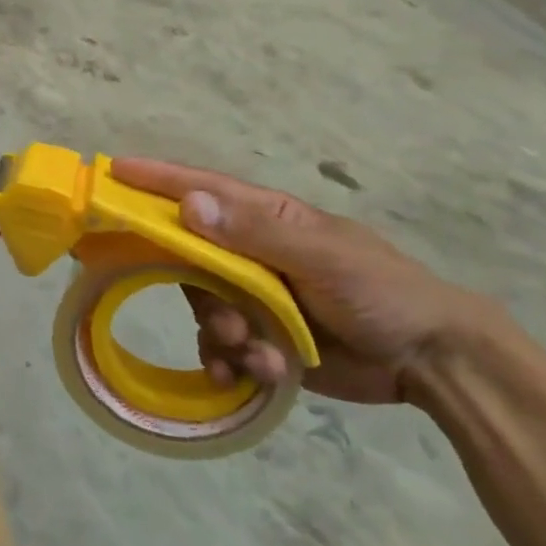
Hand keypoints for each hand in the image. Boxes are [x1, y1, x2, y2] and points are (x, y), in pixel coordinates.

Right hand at [111, 159, 502, 404]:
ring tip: (257, 355)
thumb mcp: (323, 256)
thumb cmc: (381, 291)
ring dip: (221, 334)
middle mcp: (250, 252)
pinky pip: (219, 344)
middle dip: (197, 291)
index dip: (156, 179)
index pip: (200, 189)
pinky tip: (255, 375)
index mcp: (265, 219)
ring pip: (202, 305)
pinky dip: (230, 361)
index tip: (113, 170)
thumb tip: (188, 204)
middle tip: (223, 321)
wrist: (432, 361)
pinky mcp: (259, 336)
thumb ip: (255, 233)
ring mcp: (253, 295)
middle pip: (189, 258)